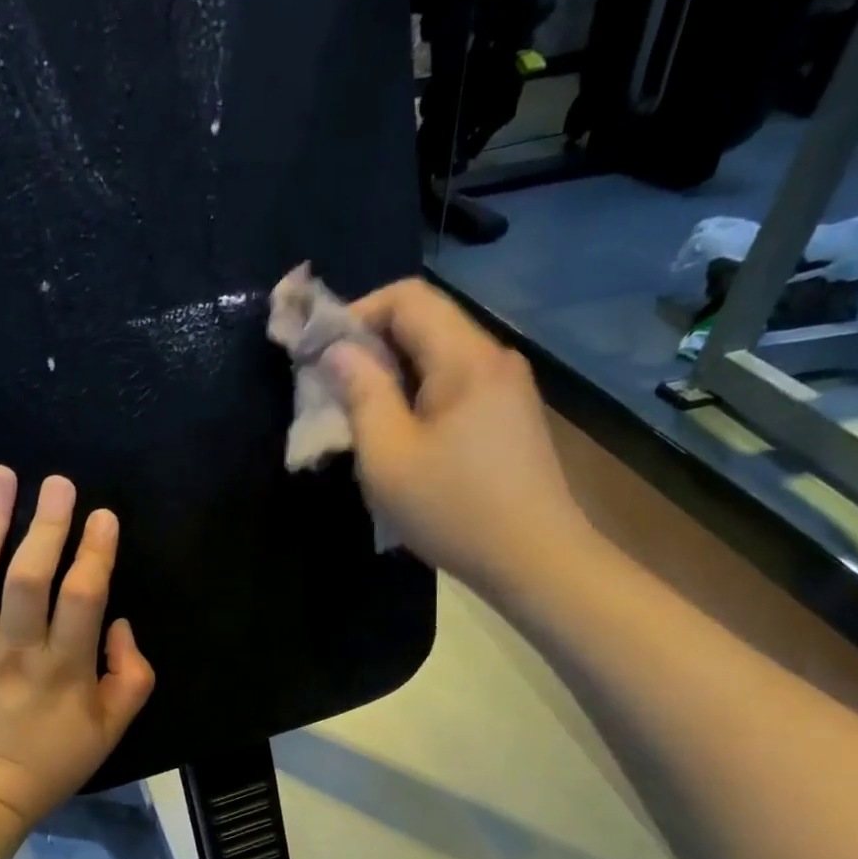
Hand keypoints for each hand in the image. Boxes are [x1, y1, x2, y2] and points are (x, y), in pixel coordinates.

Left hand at [0, 466, 155, 828]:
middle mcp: (14, 651)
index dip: (95, 551)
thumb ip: (132, 676)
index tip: (102, 515)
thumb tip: (120, 624)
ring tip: (0, 477)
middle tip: (59, 482)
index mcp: (64, 670)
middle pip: (29, 577)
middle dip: (47, 524)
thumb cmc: (48, 764)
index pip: (84, 597)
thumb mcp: (111, 731)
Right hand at [326, 278, 592, 595]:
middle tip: (334, 392)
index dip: (356, 313)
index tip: (321, 354)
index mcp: (466, 358)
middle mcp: (494, 359)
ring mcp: (509, 389)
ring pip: (439, 358)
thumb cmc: (454, 510)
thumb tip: (337, 351)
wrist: (536, 562)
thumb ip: (360, 394)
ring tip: (363, 420)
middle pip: (425, 323)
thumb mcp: (388, 456)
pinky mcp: (512, 418)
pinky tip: (404, 439)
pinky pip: (457, 387)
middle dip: (372, 348)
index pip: (407, 297)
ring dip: (394, 378)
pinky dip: (420, 398)